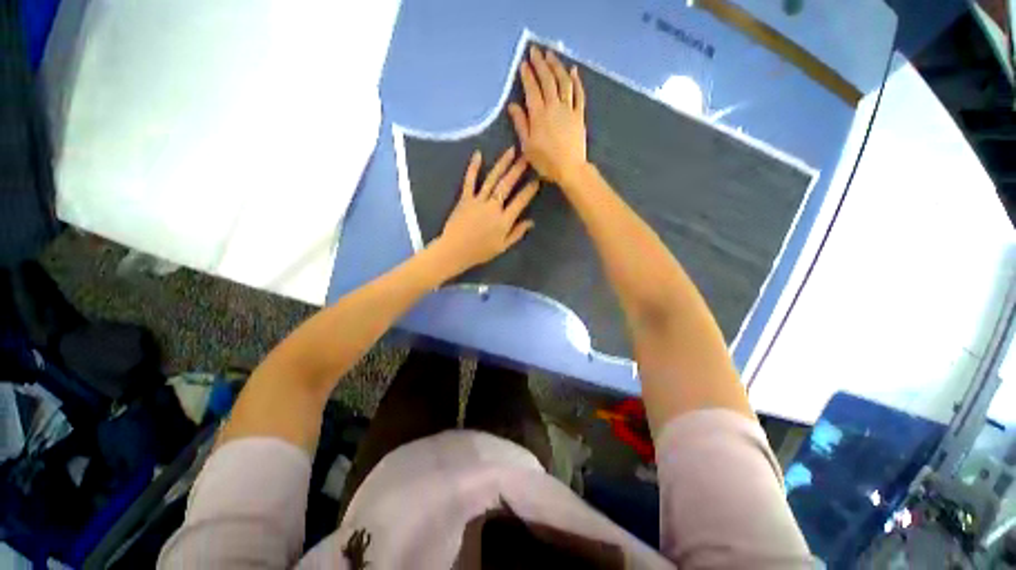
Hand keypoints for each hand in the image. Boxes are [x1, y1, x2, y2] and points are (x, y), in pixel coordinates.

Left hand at [436, 146, 539, 270]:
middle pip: (507, 185)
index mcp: (504, 220)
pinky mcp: (465, 198)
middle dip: (518, 170)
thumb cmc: (480, 251)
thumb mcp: (502, 246)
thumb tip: (531, 222)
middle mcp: (493, 207)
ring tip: (511, 151)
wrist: (455, 250)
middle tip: (527, 156)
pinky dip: (473, 167)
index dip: (529, 190)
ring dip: (502, 164)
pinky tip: (478, 154)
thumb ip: (517, 233)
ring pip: (492, 179)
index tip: (537, 179)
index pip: (520, 201)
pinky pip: (469, 181)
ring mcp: (478, 200)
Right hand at [508, 46, 587, 186]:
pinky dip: (576, 81)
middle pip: (548, 80)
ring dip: (557, 66)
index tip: (523, 64)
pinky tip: (573, 70)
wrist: (569, 169)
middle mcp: (554, 107)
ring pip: (563, 82)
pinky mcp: (579, 115)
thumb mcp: (527, 146)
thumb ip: (521, 124)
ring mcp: (569, 109)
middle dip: (540, 64)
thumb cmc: (546, 161)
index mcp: (539, 115)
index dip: (527, 76)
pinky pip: (579, 94)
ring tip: (551, 55)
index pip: (532, 89)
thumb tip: (512, 106)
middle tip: (535, 51)